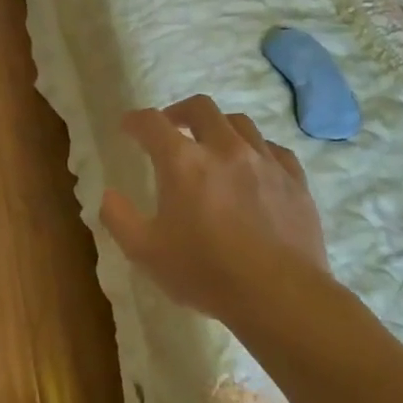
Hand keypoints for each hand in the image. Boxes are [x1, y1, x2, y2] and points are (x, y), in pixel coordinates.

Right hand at [100, 95, 330, 327]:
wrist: (280, 295)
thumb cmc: (205, 273)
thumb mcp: (145, 253)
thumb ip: (119, 219)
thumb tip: (108, 195)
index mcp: (183, 163)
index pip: (152, 123)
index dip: (135, 121)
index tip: (128, 127)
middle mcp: (225, 149)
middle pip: (201, 108)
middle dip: (179, 112)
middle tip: (170, 128)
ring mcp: (265, 161)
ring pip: (240, 123)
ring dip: (218, 127)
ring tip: (212, 146)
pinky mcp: (295, 179)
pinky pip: (273, 149)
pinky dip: (255, 150)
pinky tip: (252, 168)